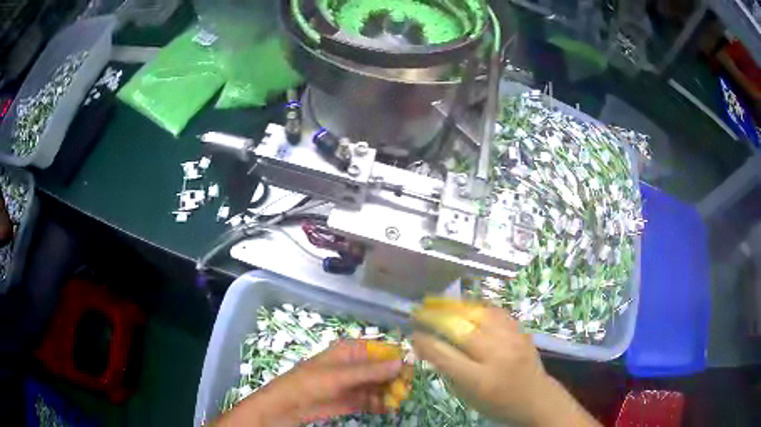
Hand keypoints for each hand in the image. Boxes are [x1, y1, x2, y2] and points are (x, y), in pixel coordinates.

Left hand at [215, 340, 404, 426]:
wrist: (289, 405)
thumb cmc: (311, 382)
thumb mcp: (340, 375)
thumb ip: (370, 370)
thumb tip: (401, 362)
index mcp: (351, 351)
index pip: (381, 349)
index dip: (397, 357)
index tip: (412, 368)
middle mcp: (356, 366)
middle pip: (383, 369)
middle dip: (395, 378)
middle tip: (406, 389)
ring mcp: (355, 384)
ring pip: (380, 386)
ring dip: (390, 393)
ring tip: (398, 400)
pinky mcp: (353, 401)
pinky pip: (373, 400)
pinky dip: (382, 404)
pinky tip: (389, 408)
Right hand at [412, 298, 599, 425]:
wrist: (536, 398)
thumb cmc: (497, 404)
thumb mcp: (467, 397)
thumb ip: (449, 372)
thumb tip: (429, 346)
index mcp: (480, 379)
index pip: (445, 355)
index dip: (425, 341)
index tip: (413, 334)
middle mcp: (497, 356)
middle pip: (460, 329)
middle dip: (435, 317)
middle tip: (419, 312)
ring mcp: (512, 340)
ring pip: (478, 314)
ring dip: (453, 306)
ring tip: (437, 302)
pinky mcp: (521, 330)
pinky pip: (495, 311)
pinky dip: (476, 306)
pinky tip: (464, 305)